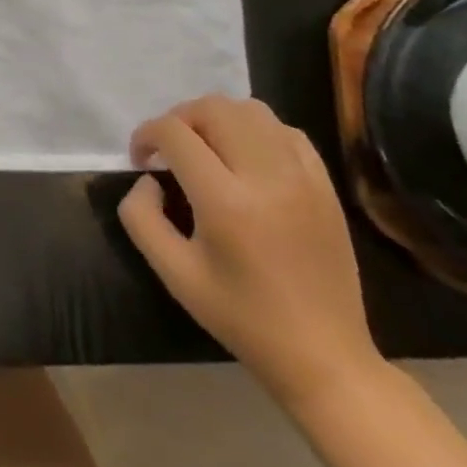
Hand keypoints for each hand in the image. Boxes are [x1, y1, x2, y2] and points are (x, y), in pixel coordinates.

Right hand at [118, 96, 380, 408]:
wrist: (325, 358)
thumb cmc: (241, 317)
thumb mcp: (173, 273)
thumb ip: (141, 216)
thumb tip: (148, 180)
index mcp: (226, 202)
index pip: (175, 133)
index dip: (146, 135)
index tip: (141, 159)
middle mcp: (267, 178)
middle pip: (213, 108)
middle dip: (179, 118)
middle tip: (169, 150)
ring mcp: (303, 179)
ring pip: (250, 110)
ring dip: (217, 118)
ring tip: (205, 147)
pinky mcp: (325, 187)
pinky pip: (286, 131)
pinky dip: (257, 130)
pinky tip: (245, 158)